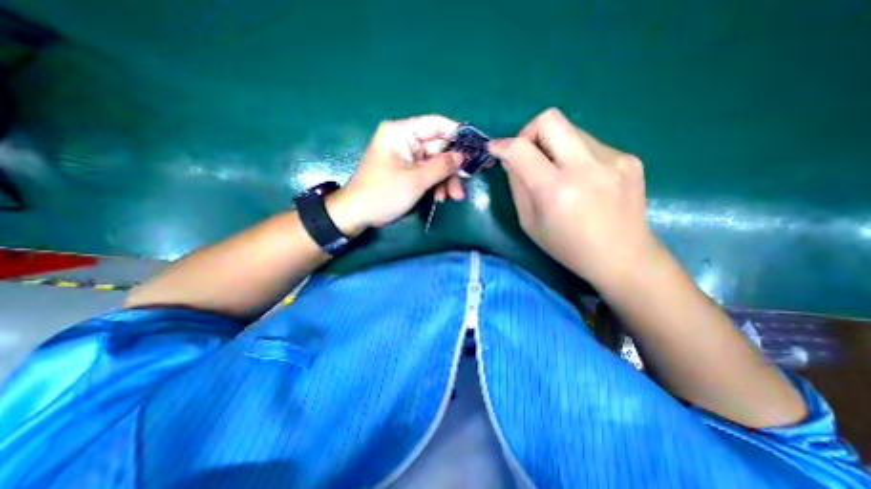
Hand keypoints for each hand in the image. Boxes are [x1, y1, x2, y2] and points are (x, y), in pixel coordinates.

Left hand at [325, 114, 464, 236]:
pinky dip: (436, 185)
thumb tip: (463, 156)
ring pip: (435, 163)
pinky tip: (440, 198)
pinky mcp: (406, 171)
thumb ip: (442, 166)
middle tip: (466, 183)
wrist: (357, 214)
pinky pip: (427, 173)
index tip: (476, 148)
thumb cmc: (383, 194)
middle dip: (452, 168)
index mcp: (401, 133)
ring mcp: (406, 157)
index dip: (458, 134)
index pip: (436, 124)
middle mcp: (404, 141)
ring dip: (446, 180)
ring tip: (453, 197)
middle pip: (438, 148)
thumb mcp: (415, 180)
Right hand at [490, 107, 661, 286]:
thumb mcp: (529, 222)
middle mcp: (586, 167)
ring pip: (571, 130)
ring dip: (554, 146)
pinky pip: (589, 144)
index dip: (503, 145)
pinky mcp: (628, 158)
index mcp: (556, 190)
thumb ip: (517, 186)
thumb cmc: (567, 246)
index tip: (495, 148)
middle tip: (527, 154)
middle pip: (550, 119)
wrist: (622, 256)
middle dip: (529, 132)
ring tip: (558, 173)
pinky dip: (575, 155)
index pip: (521, 149)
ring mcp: (613, 159)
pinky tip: (582, 180)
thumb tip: (510, 158)